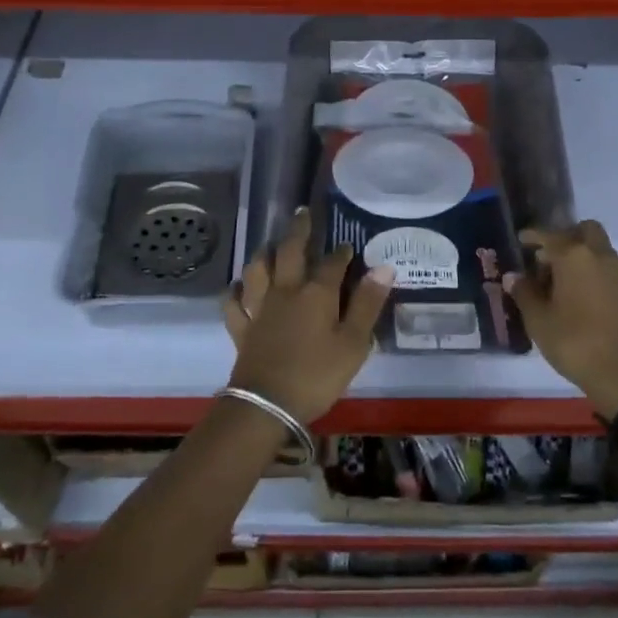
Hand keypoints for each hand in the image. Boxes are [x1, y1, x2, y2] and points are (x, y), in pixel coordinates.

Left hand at [223, 209, 392, 425]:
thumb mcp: (353, 343)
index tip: (348, 245)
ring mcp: (259, 308)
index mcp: (316, 293)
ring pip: (257, 270)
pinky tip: (237, 287)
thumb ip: (368, 304)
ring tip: (269, 244)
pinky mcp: (241, 328)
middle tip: (301, 213)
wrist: (266, 405)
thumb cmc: (317, 375)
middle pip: (289, 252)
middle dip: (298, 231)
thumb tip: (384, 268)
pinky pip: (233, 303)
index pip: (332, 263)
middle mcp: (285, 291)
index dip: (341, 253)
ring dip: (263, 253)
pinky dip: (234, 291)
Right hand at [506, 220, 617, 419]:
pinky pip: (614, 274)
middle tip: (549, 258)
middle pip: (586, 231)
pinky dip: (599, 278)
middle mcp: (602, 257)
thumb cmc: (574, 342)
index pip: (549, 235)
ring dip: (585, 258)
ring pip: (602, 252)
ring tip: (566, 284)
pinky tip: (588, 301)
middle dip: (567, 237)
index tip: (522, 240)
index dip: (533, 236)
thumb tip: (515, 277)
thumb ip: (525, 293)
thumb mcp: (538, 320)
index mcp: (574, 257)